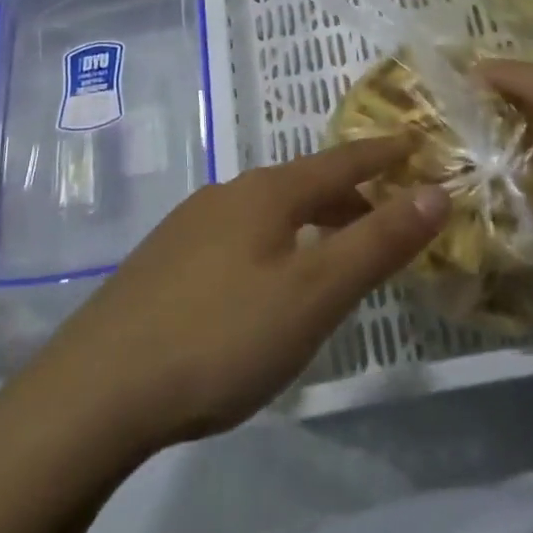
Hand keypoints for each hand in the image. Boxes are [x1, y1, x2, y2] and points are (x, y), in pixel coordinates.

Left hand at [23, 138, 448, 455]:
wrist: (95, 391)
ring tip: (330, 256)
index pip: (342, 161)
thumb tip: (436, 192)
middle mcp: (227, 195)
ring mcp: (188, 226)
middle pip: (304, 184)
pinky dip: (273, 245)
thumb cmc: (221, 335)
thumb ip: (378, 242)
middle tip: (386, 220)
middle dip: (350, 197)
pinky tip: (263, 286)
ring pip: (267, 212)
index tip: (416, 141)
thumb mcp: (315, 293)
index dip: (383, 152)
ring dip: (309, 223)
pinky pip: (237, 237)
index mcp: (267, 193)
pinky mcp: (163, 262)